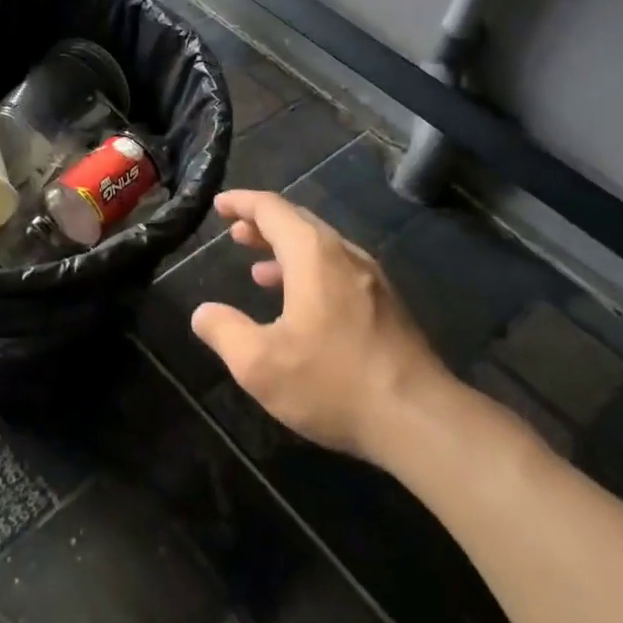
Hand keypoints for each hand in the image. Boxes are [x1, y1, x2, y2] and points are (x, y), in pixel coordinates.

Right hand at [191, 190, 450, 464]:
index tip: (219, 205)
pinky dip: (309, 272)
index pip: (273, 209)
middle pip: (300, 223)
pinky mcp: (387, 307)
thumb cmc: (333, 382)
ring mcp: (372, 281)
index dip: (242, 203)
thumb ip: (224, 331)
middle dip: (263, 224)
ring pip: (322, 249)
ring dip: (286, 251)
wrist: (420, 419)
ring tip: (257, 268)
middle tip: (234, 232)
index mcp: (314, 256)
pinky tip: (299, 304)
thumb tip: (202, 313)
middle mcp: (346, 256)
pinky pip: (339, 271)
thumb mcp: (259, 364)